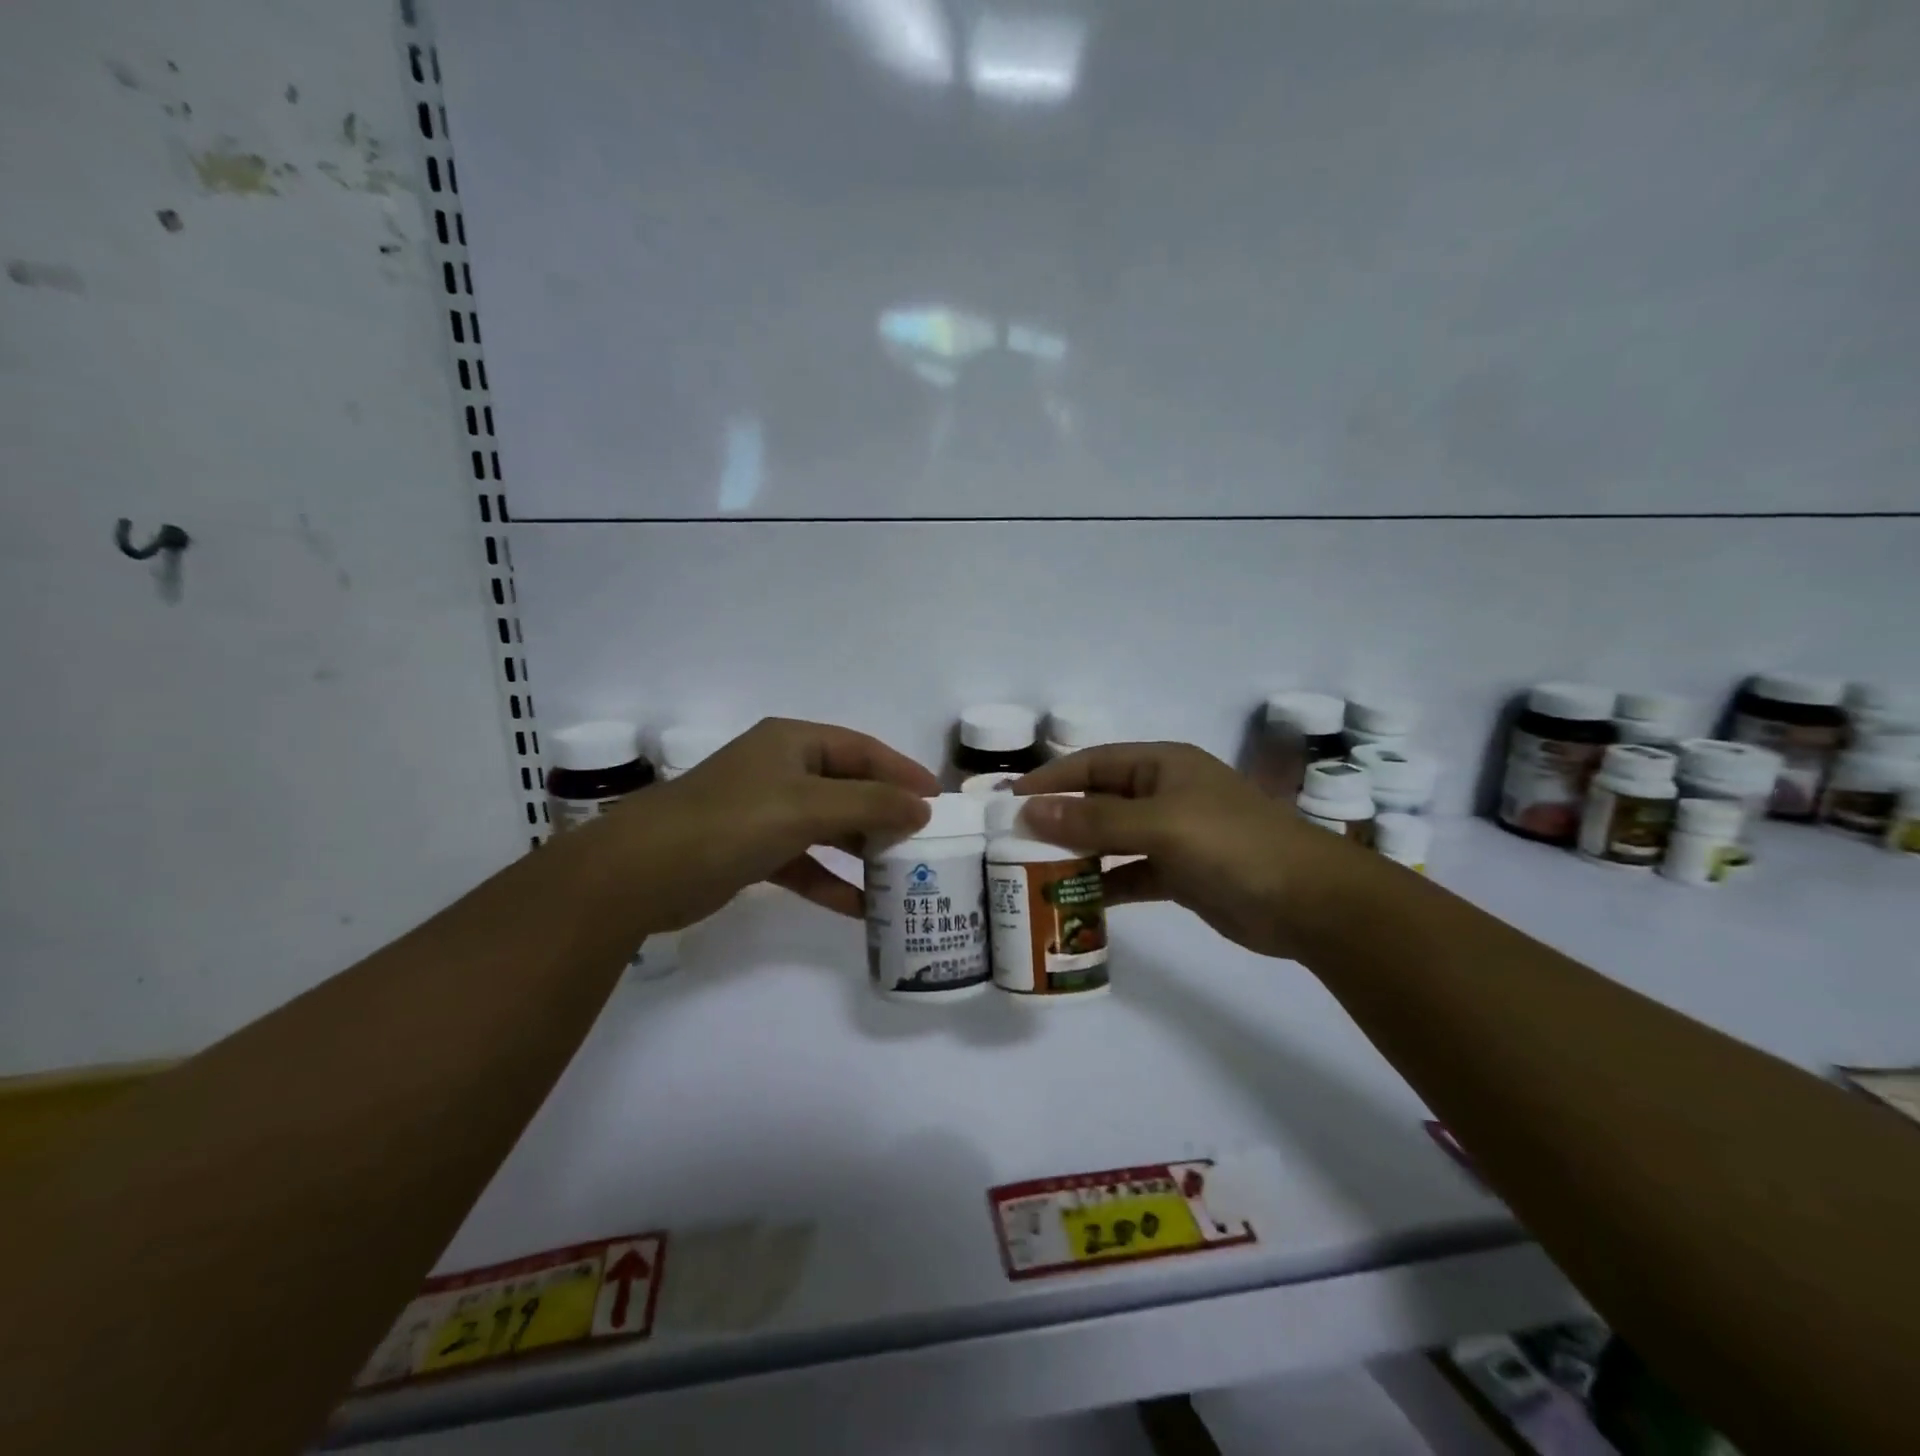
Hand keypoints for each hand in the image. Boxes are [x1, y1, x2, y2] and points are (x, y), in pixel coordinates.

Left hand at [608, 718, 936, 925]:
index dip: (902, 771)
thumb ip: (870, 805)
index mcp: (793, 743)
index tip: (939, 799)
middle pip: (847, 788)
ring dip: (861, 850)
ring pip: (828, 827)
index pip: (862, 749)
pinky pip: (805, 862)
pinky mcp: (752, 851)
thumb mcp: (809, 807)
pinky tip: (860, 908)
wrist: (642, 872)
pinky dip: (831, 881)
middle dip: (885, 814)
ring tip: (902, 874)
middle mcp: (781, 770)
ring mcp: (765, 811)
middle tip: (925, 840)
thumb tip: (922, 808)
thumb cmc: (733, 822)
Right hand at [1015, 742, 1367, 958]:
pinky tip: (1076, 902)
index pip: (1092, 763)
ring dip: (1078, 854)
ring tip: (1033, 872)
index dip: (1050, 779)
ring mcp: (1174, 835)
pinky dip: (1105, 884)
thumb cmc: (1233, 845)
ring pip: (1111, 839)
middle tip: (1012, 842)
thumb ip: (1095, 820)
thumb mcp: (1161, 825)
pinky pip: (1131, 873)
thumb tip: (1031, 811)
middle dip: (1059, 818)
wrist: (1310, 902)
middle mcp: (1164, 794)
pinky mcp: (1181, 874)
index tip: (1008, 802)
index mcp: (1162, 766)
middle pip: (1098, 800)